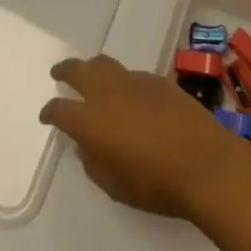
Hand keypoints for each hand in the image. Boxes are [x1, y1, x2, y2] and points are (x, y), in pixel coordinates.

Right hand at [39, 54, 250, 220]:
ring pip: (106, 65)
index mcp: (91, 120)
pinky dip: (121, 81)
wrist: (203, 162)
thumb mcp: (114, 185)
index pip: (61, 109)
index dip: (51, 112)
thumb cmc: (155, 183)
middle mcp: (109, 92)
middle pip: (80, 70)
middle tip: (58, 73)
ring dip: (94, 70)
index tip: (47, 115)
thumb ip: (94, 161)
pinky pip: (131, 75)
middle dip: (66, 70)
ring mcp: (135, 81)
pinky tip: (129, 96)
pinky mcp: (158, 80)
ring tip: (91, 77)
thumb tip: (87, 144)